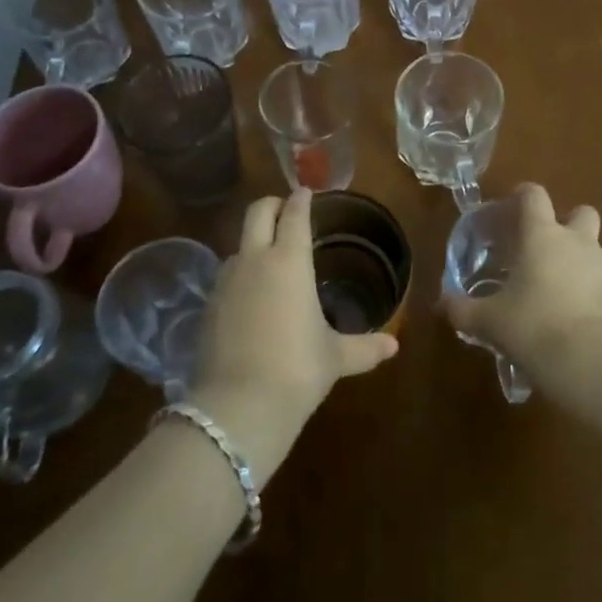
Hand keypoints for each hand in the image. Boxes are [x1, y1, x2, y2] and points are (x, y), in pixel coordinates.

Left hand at [188, 189, 398, 482]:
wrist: (236, 409)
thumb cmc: (297, 370)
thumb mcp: (335, 358)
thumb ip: (364, 347)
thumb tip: (394, 346)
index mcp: (290, 260)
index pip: (294, 213)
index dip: (302, 199)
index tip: (307, 192)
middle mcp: (255, 259)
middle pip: (258, 211)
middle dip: (272, 205)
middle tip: (286, 211)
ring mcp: (226, 281)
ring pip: (239, 244)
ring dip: (254, 242)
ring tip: (271, 260)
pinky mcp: (208, 306)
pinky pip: (227, 276)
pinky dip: (241, 274)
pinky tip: (251, 298)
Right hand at [439, 184, 601, 396]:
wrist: (591, 362)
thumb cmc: (532, 328)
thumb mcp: (488, 322)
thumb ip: (462, 309)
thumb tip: (441, 303)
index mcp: (542, 236)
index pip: (534, 195)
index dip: (524, 196)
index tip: (515, 208)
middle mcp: (579, 240)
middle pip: (581, 213)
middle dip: (570, 226)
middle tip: (551, 255)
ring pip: (599, 252)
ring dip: (586, 266)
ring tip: (570, 300)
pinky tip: (593, 324)